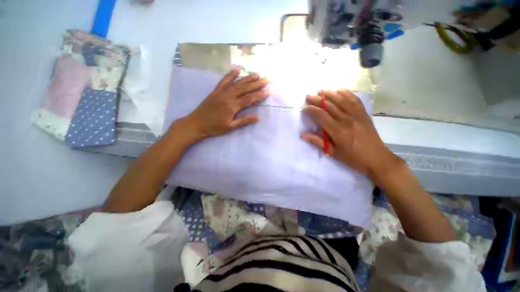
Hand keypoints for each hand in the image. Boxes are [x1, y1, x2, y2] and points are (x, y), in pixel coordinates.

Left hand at [180, 69, 268, 139]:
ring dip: (247, 78)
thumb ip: (244, 121)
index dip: (259, 95)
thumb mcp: (231, 127)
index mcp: (232, 106)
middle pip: (245, 88)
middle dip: (256, 84)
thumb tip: (258, 117)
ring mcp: (221, 92)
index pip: (249, 99)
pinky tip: (237, 69)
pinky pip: (224, 80)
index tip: (268, 91)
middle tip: (266, 80)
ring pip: (237, 83)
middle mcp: (228, 96)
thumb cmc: (215, 127)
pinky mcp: (216, 91)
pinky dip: (231, 74)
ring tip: (257, 74)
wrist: (196, 123)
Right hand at [301, 89, 403, 182]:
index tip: (304, 108)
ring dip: (330, 94)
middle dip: (317, 100)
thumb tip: (303, 135)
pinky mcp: (364, 114)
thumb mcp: (333, 153)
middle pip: (329, 106)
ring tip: (321, 90)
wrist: (377, 159)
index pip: (321, 116)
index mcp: (337, 131)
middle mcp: (346, 120)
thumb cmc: (352, 158)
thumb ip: (318, 142)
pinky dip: (347, 94)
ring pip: (341, 100)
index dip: (311, 110)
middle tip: (308, 96)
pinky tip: (340, 90)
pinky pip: (355, 101)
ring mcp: (357, 115)